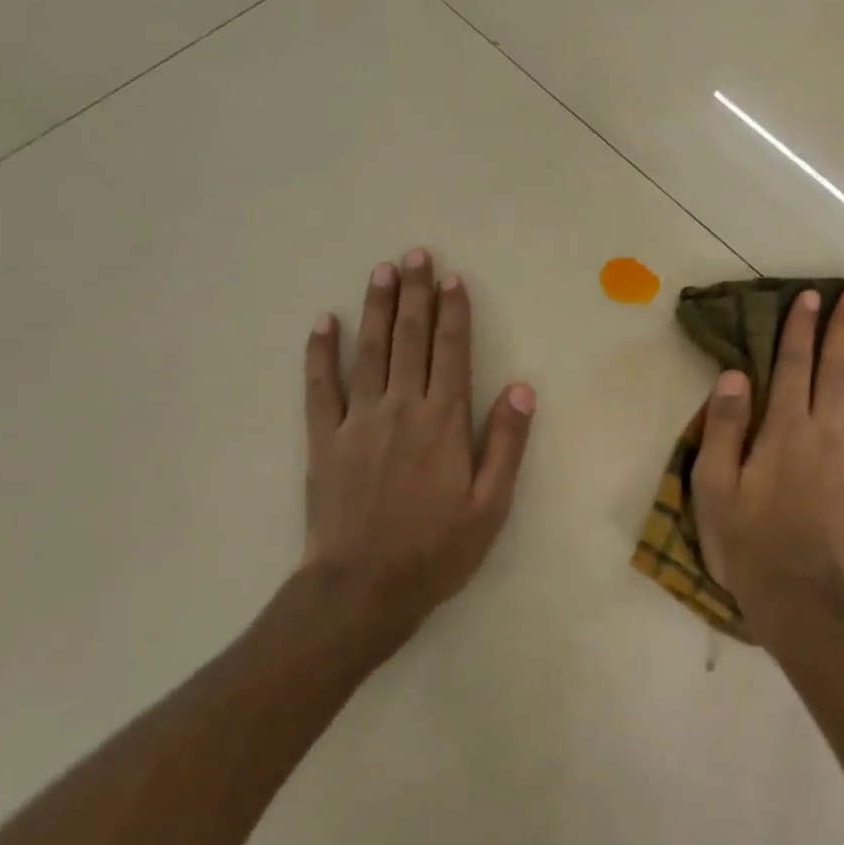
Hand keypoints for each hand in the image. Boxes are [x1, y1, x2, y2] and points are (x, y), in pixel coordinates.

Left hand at [302, 249, 535, 651]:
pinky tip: (324, 322)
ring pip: (370, 350)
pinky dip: (321, 352)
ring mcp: (358, 420)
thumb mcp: (491, 504)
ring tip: (381, 271)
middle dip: (415, 293)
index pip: (452, 351)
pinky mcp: (324, 438)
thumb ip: (506, 442)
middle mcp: (402, 408)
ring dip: (376, 308)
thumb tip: (523, 387)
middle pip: (410, 338)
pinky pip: (321, 386)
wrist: (363, 589)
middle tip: (415, 255)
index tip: (452, 278)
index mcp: (444, 421)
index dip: (453, 311)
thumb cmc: (437, 549)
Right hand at [692, 287, 843, 625]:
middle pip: (836, 373)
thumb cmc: (747, 542)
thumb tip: (734, 374)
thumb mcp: (714, 485)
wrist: (799, 601)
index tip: (812, 297)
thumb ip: (724, 427)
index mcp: (784, 431)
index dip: (801, 330)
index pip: (793, 367)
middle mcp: (826, 435)